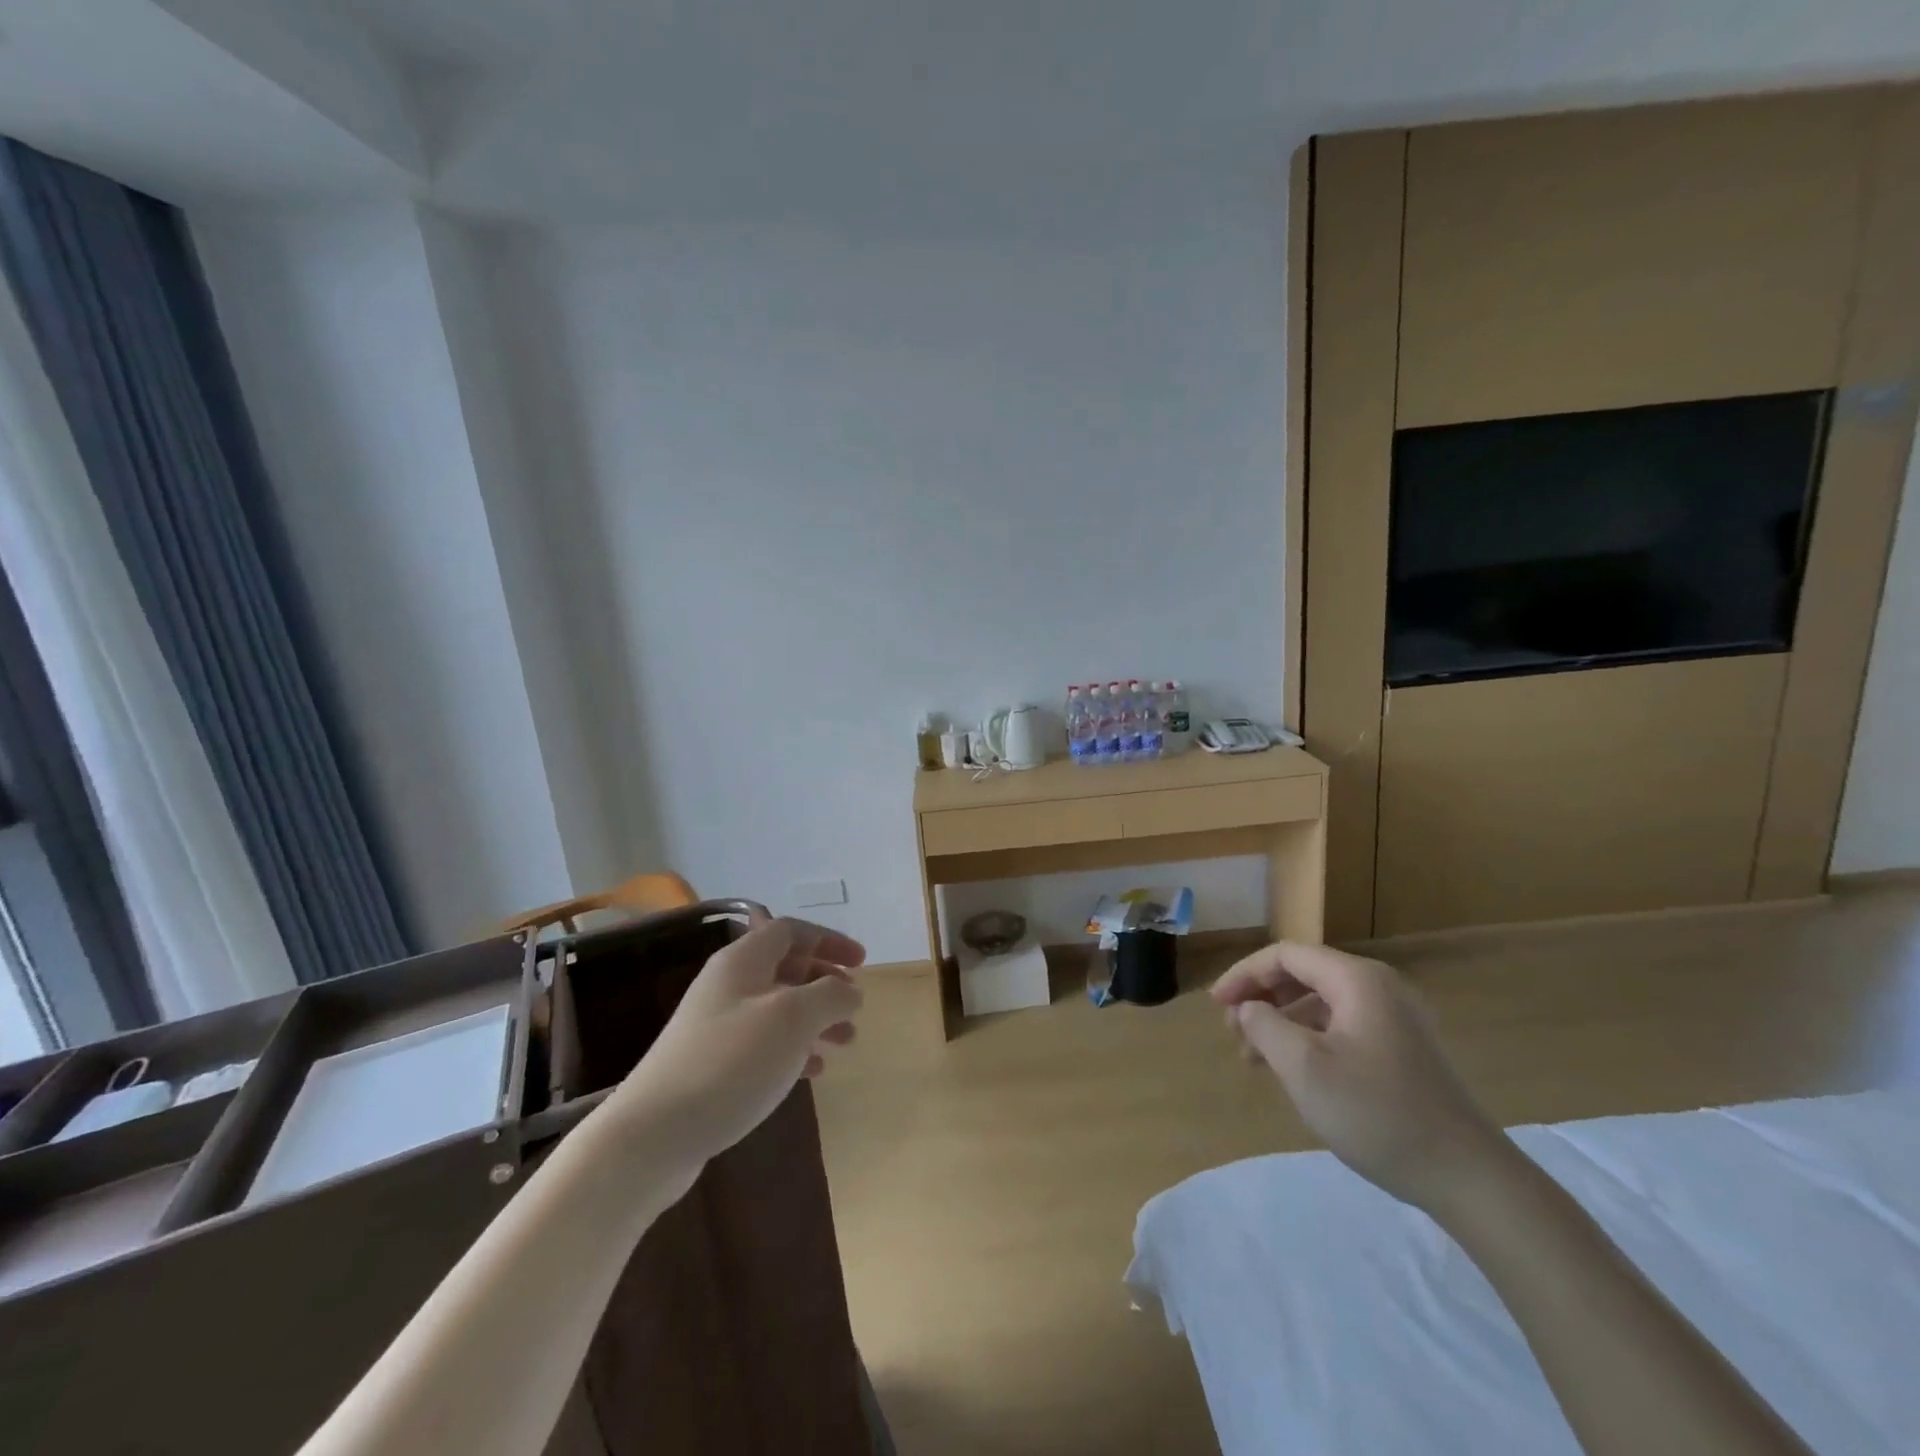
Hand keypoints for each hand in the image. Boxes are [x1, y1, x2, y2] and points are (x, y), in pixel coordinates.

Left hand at [612, 914, 864, 1166]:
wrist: (653, 1135)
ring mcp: (717, 1026)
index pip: (791, 931)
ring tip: (845, 1043)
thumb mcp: (793, 1018)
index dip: (829, 940)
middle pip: (785, 968)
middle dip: (825, 983)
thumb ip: (830, 995)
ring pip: (778, 1008)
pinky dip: (794, 1050)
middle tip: (854, 1006)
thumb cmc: (730, 1062)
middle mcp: (728, 985)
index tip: (862, 963)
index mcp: (742, 961)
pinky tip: (813, 1072)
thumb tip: (850, 990)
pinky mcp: (712, 1065)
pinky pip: (763, 1043)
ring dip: (815, 1019)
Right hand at [1212, 941, 1512, 1211]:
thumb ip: (1264, 1026)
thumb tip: (1249, 1008)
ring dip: (1282, 1021)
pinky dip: (1309, 1038)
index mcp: (1357, 980)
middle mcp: (1379, 987)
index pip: (1286, 956)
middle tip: (1232, 1031)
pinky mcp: (1404, 1048)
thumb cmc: (1378, 1114)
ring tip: (1254, 1056)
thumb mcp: (1304, 1068)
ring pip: (1321, 1003)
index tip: (1216, 1006)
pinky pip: (1342, 1025)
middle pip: (1304, 974)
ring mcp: (1397, 1018)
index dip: (1244, 975)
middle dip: (1262, 997)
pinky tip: (1294, 1069)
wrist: (1469, 1178)